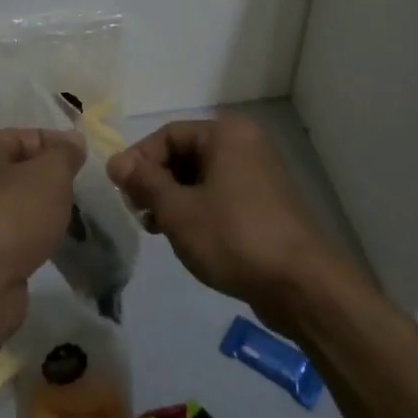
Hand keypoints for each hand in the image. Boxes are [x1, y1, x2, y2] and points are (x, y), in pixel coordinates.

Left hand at [0, 128, 83, 331]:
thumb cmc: (12, 217)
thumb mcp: (50, 175)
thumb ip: (65, 153)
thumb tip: (73, 142)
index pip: (25, 136)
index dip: (59, 147)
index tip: (86, 164)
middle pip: (17, 167)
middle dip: (49, 179)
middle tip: (78, 192)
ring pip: (12, 199)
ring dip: (39, 207)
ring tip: (68, 217)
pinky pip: (6, 227)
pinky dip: (27, 231)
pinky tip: (47, 240)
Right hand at [107, 115, 347, 325]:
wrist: (301, 284)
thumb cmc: (233, 237)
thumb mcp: (178, 210)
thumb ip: (144, 182)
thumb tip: (116, 161)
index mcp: (226, 134)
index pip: (167, 134)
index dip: (139, 161)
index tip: (122, 194)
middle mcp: (245, 144)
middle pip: (184, 153)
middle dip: (156, 182)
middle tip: (139, 214)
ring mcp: (258, 174)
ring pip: (200, 177)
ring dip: (173, 199)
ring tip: (159, 230)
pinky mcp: (264, 203)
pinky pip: (220, 195)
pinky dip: (197, 210)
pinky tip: (186, 237)